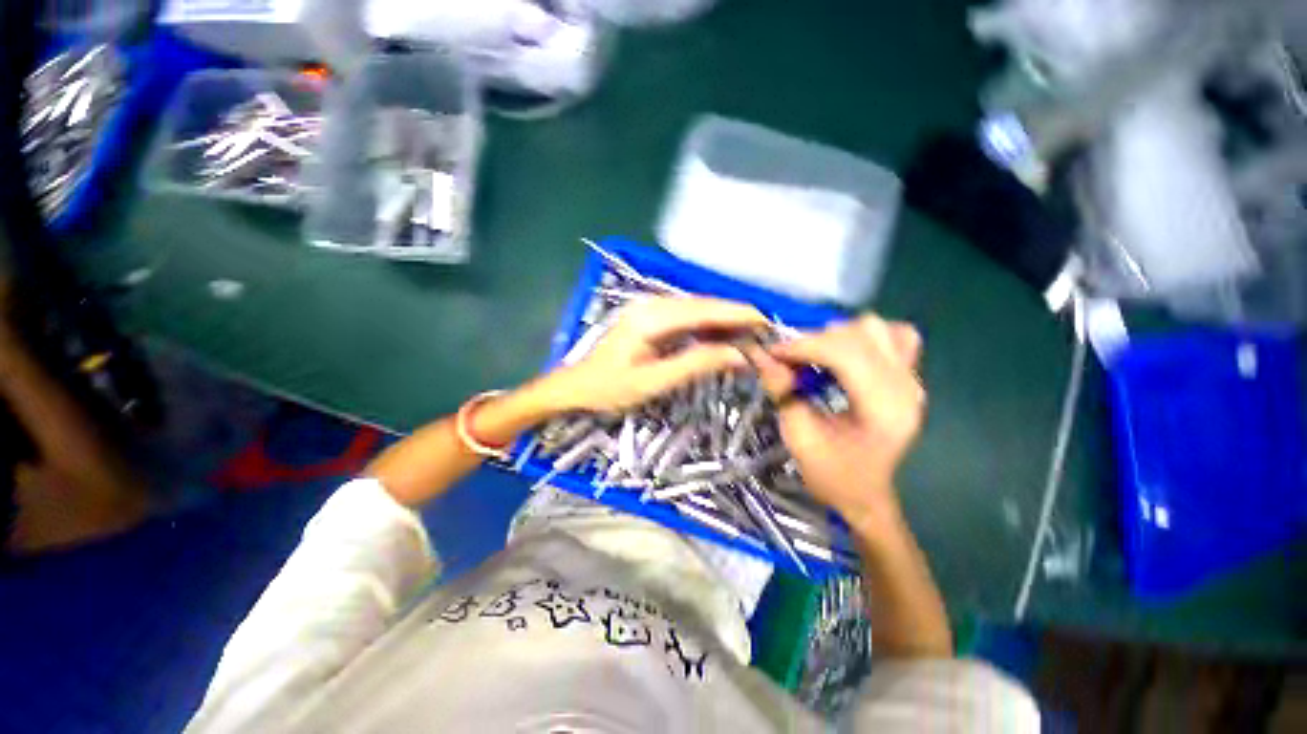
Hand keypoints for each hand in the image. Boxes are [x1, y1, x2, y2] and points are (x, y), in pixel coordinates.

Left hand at [552, 296, 766, 413]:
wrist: (576, 386)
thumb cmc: (609, 388)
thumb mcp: (653, 382)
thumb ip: (695, 364)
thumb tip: (738, 354)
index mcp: (652, 318)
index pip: (704, 310)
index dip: (737, 314)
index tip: (766, 321)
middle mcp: (652, 305)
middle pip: (703, 306)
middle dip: (735, 317)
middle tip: (764, 332)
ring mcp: (650, 309)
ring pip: (696, 310)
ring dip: (722, 321)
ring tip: (749, 335)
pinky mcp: (649, 318)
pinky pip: (685, 318)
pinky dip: (706, 326)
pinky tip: (720, 336)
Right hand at [748, 315, 925, 527]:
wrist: (865, 493)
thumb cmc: (832, 474)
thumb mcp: (799, 436)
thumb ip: (782, 391)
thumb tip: (760, 354)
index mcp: (882, 409)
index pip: (845, 354)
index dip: (803, 346)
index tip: (772, 352)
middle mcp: (905, 388)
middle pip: (861, 334)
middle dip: (816, 339)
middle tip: (789, 357)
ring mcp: (911, 380)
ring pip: (878, 329)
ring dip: (839, 335)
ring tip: (815, 354)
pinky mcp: (908, 377)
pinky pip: (895, 337)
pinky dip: (866, 336)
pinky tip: (846, 352)